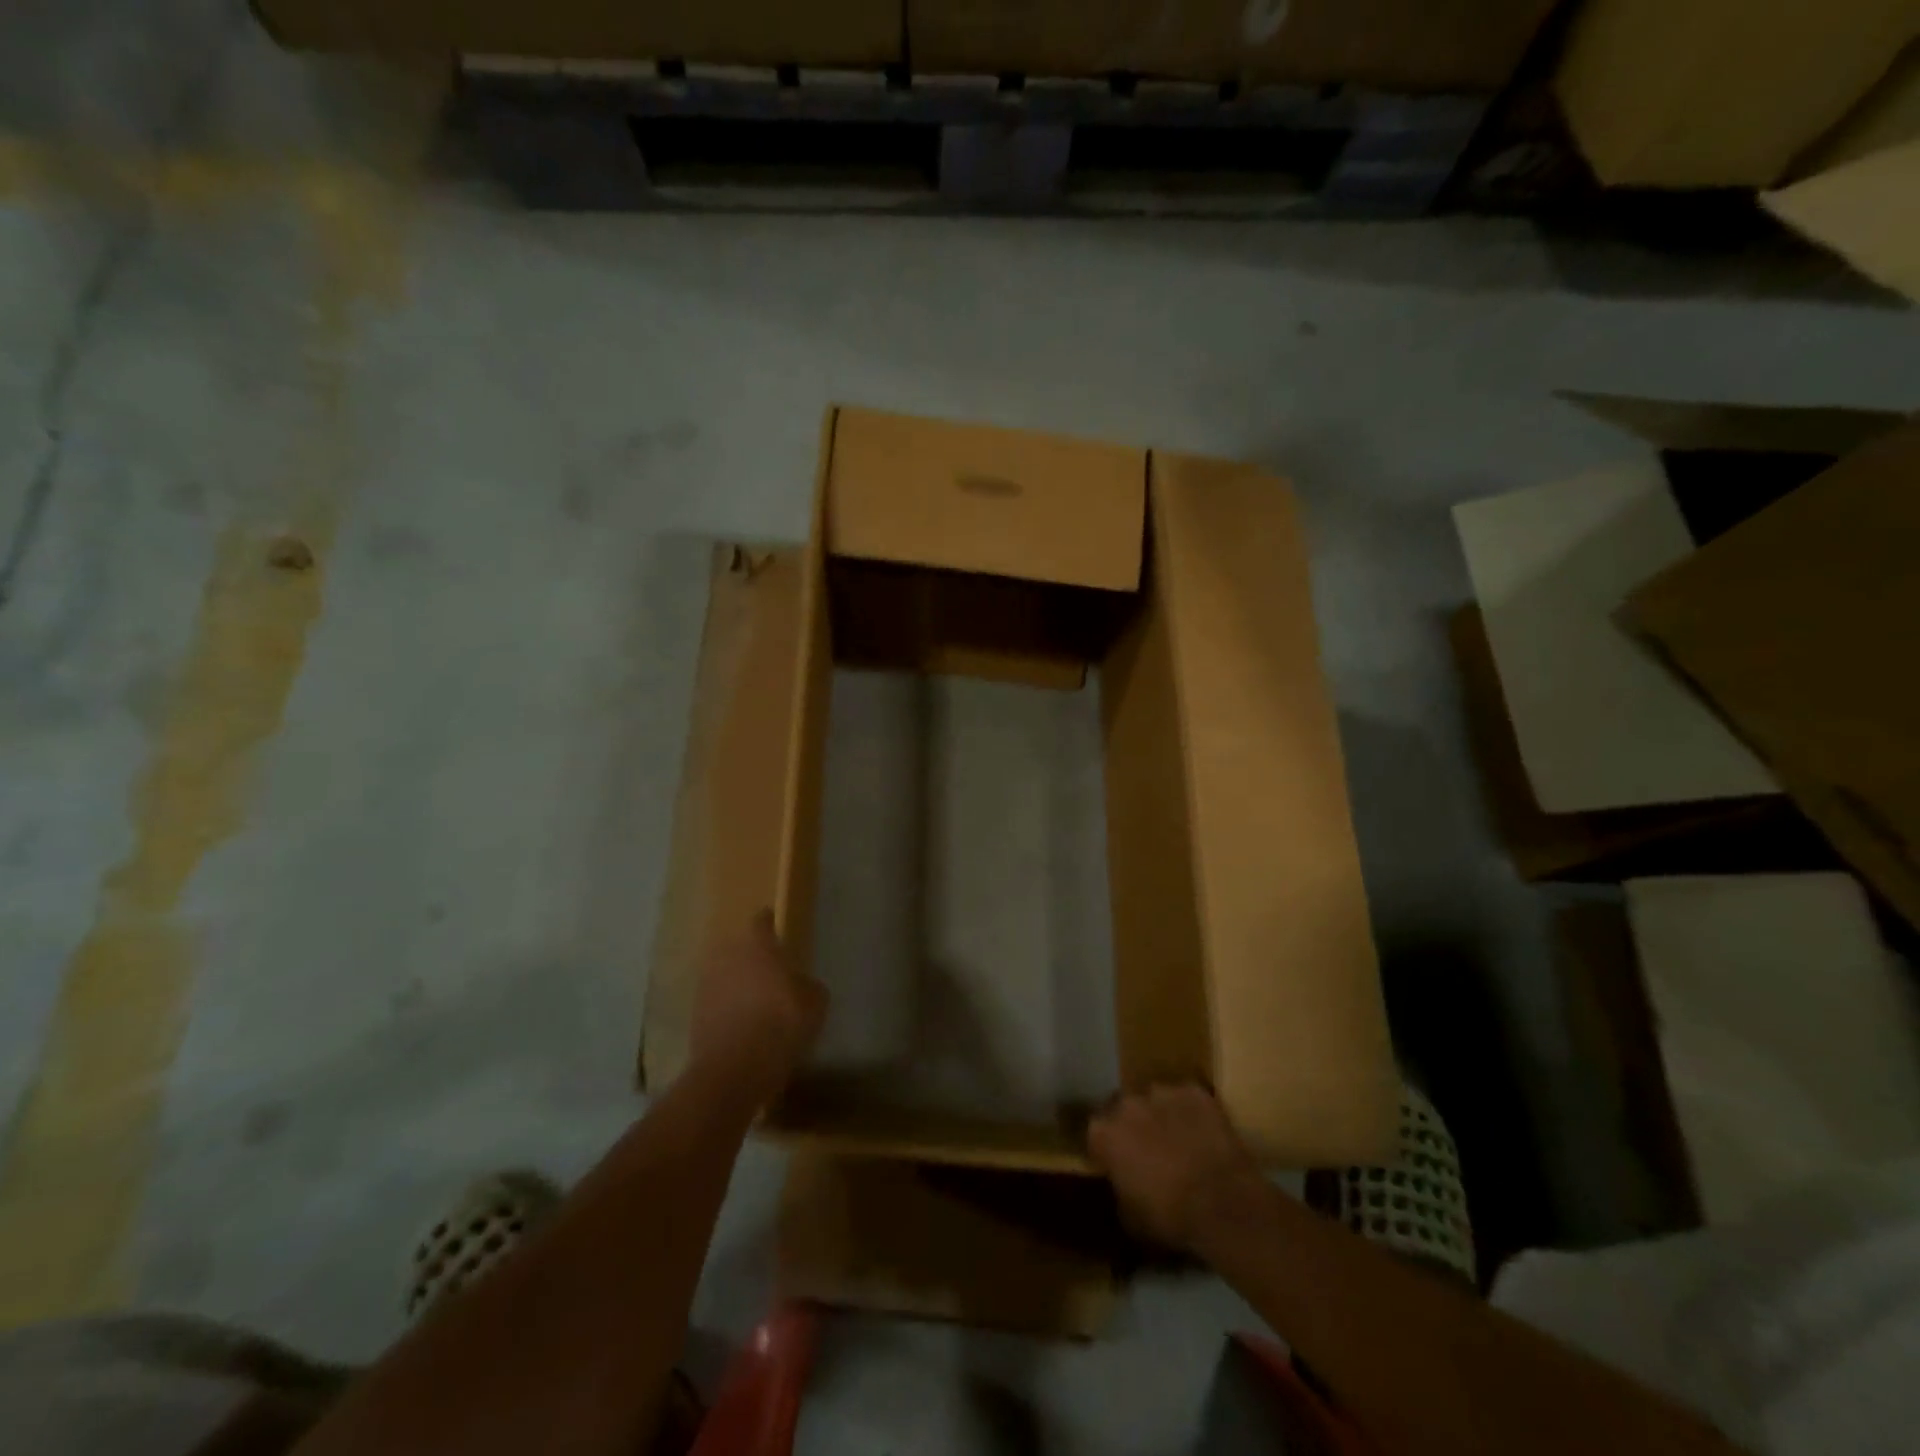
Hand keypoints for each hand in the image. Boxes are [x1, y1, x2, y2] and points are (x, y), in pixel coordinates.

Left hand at [688, 911, 826, 1103]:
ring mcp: (706, 985)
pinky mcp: (694, 1015)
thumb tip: (800, 985)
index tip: (779, 932)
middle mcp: (726, 956)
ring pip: (726, 976)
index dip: (771, 925)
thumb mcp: (815, 1002)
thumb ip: (808, 985)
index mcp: (757, 945)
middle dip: (753, 958)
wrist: (734, 1069)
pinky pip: (717, 1003)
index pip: (761, 921)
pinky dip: (728, 1010)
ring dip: (738, 985)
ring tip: (757, 1003)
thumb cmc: (780, 1023)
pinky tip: (743, 1027)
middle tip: (772, 973)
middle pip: (740, 949)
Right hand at [1088, 1084, 1264, 1251]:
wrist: (1223, 1202)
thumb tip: (1122, 1183)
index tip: (1117, 1164)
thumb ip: (1119, 1190)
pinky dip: (1191, 1113)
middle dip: (1132, 1126)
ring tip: (1179, 1140)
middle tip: (1149, 1150)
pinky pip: (1187, 1099)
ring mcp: (1162, 1092)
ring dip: (1161, 1116)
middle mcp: (1127, 1104)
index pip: (1096, 1134)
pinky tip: (1204, 1134)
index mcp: (1105, 1133)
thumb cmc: (1170, 1216)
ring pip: (1156, 1100)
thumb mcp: (1131, 1218)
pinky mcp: (1195, 1092)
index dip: (1107, 1149)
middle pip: (1124, 1109)